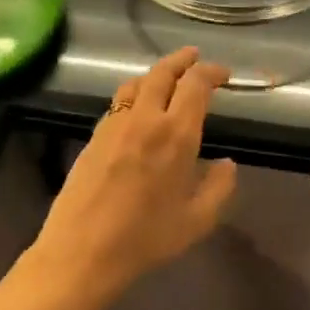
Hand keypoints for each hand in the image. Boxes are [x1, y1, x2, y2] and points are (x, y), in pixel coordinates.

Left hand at [32, 48, 236, 301]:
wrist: (82, 251)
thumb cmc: (146, 239)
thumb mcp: (197, 221)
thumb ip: (219, 187)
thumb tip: (227, 164)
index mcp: (176, 135)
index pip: (195, 84)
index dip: (211, 72)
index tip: (223, 75)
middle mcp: (145, 119)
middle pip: (162, 72)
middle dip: (182, 60)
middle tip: (195, 57)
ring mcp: (114, 125)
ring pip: (135, 83)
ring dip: (156, 73)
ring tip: (167, 77)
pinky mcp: (94, 136)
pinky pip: (118, 102)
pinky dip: (134, 93)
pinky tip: (138, 107)